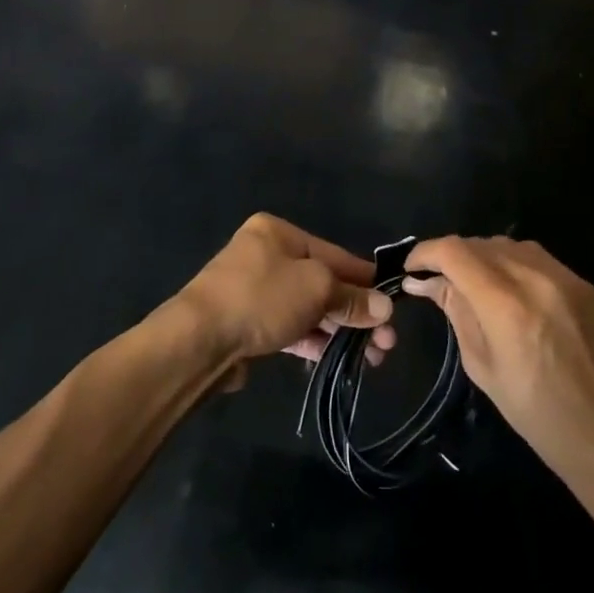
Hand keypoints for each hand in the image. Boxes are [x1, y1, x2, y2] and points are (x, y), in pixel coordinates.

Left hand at [174, 215, 394, 382]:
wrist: (200, 340)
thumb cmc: (262, 297)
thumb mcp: (316, 289)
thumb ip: (352, 297)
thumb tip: (384, 308)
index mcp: (278, 232)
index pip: (334, 253)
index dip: (365, 279)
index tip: (393, 303)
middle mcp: (266, 255)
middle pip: (322, 282)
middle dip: (355, 312)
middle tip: (385, 344)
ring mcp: (255, 290)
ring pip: (307, 308)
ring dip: (338, 330)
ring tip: (371, 359)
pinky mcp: (248, 323)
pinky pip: (289, 327)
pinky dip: (312, 340)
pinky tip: (336, 359)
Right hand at [402, 237, 593, 489]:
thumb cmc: (540, 416)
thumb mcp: (483, 367)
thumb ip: (456, 313)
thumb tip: (426, 283)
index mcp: (505, 304)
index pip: (453, 252)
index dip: (425, 253)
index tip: (410, 269)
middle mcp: (534, 277)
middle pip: (478, 243)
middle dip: (451, 256)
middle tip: (437, 281)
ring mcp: (563, 276)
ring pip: (506, 244)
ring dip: (481, 256)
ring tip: (471, 283)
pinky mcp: (582, 283)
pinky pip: (534, 256)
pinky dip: (511, 263)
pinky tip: (508, 288)